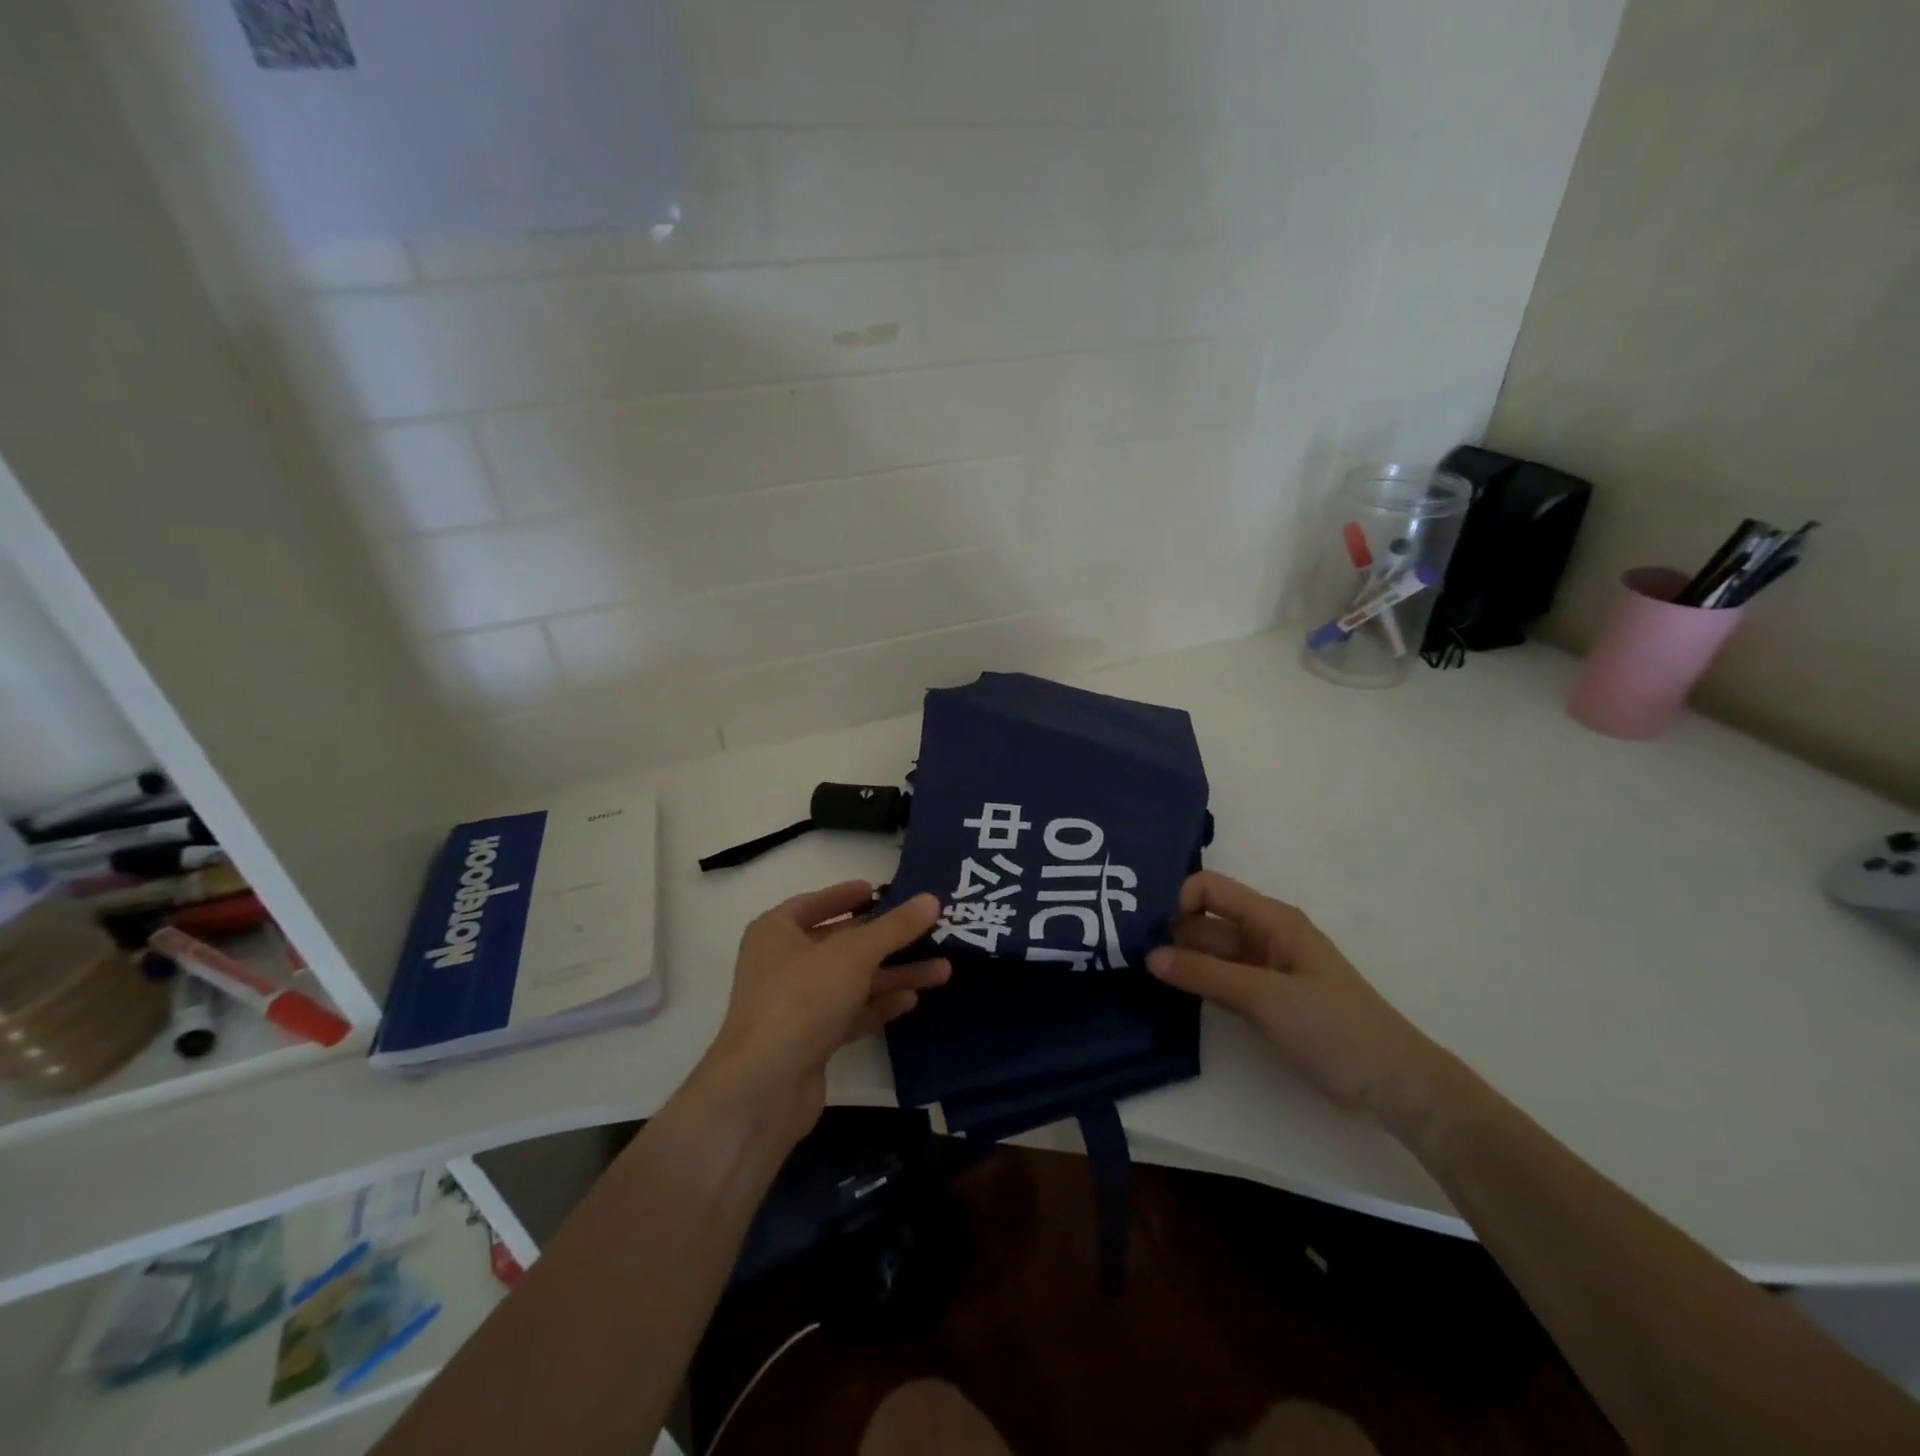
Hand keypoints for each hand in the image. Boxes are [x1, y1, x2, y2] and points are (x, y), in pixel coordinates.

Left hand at [695, 882, 948, 1140]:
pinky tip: (913, 1000)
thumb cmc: (802, 998)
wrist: (765, 1087)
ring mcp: (796, 1005)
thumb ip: (895, 927)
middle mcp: (782, 964)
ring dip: (893, 974)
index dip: (845, 895)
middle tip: (928, 929)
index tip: (878, 890)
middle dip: (885, 939)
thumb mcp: (854, 954)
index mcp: (776, 932)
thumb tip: (931, 899)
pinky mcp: (811, 1040)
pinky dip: (879, 1004)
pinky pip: (851, 1012)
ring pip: (852, 980)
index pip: (813, 903)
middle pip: (840, 943)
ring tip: (942, 969)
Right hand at [1146, 871, 1457, 1127]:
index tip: (1142, 926)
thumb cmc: (1334, 1027)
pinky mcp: (1263, 998)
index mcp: (1271, 919)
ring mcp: (1262, 968)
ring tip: (1133, 970)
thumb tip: (1149, 956)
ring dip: (1177, 958)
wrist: (1392, 1083)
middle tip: (1123, 951)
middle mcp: (1263, 934)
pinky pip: (1218, 979)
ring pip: (1209, 951)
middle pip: (1204, 919)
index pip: (1209, 888)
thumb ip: (1206, 975)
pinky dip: (1194, 982)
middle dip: (1168, 930)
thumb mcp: (1266, 997)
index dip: (1176, 899)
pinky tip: (1164, 990)